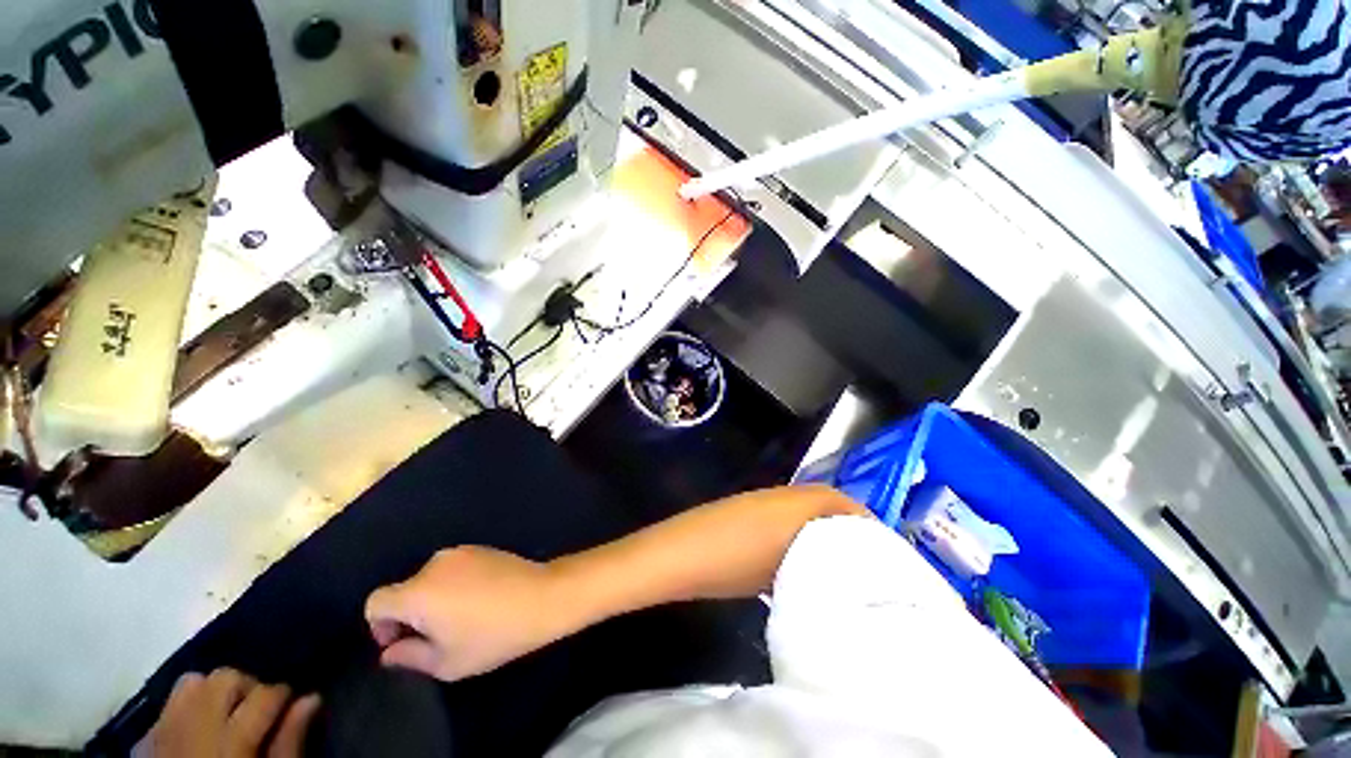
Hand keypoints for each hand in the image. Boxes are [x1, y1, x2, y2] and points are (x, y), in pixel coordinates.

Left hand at [140, 668, 319, 757]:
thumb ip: (289, 742)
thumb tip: (312, 698)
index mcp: (228, 740)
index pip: (264, 694)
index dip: (283, 696)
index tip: (291, 705)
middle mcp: (192, 725)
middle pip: (224, 677)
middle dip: (246, 686)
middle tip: (257, 711)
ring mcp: (162, 730)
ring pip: (190, 683)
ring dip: (212, 693)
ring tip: (226, 715)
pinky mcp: (143, 740)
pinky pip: (165, 707)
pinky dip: (184, 710)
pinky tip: (195, 728)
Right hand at [365, 546, 564, 681]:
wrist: (542, 597)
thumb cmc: (493, 635)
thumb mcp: (447, 662)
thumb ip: (409, 657)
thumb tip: (390, 652)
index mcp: (419, 591)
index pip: (376, 602)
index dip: (380, 626)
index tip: (401, 641)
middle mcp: (435, 564)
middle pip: (406, 590)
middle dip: (411, 614)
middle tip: (437, 636)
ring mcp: (462, 551)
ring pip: (431, 578)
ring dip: (434, 598)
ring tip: (461, 618)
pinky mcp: (483, 547)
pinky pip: (454, 568)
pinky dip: (454, 584)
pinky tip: (479, 599)